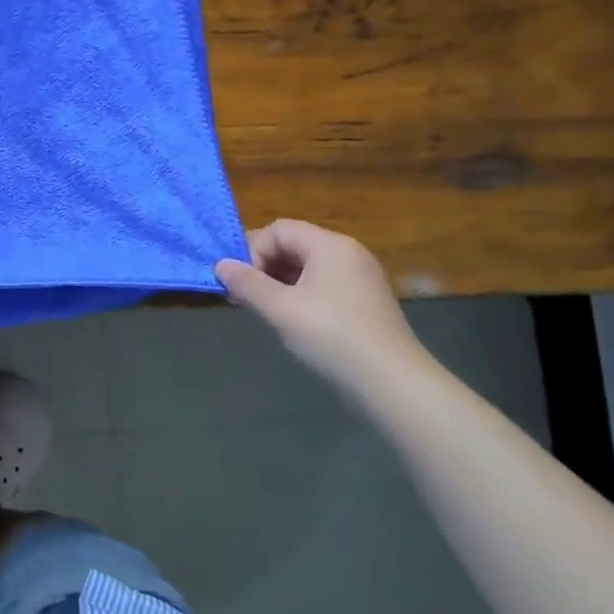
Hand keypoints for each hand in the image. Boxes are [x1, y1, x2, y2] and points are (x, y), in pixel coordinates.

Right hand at [216, 220, 428, 396]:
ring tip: (262, 309)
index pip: (278, 230)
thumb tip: (221, 265)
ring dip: (277, 282)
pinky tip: (290, 320)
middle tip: (243, 297)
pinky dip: (298, 294)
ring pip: (305, 267)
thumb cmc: (331, 337)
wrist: (392, 384)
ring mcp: (359, 278)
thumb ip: (246, 283)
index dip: (252, 251)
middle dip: (262, 266)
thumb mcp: (280, 309)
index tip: (241, 283)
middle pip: (292, 244)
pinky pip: (321, 284)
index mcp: (330, 246)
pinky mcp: (363, 301)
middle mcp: (348, 253)